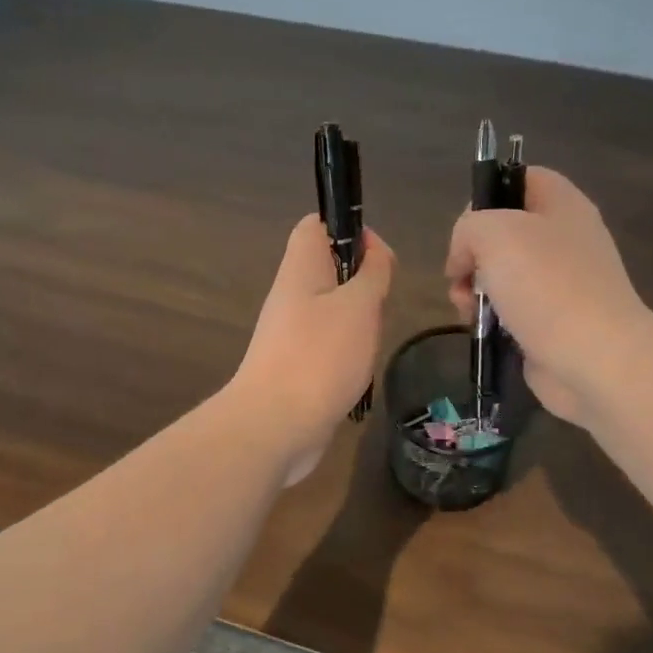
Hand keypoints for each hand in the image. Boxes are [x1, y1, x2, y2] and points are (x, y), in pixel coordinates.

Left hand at [229, 214, 394, 484]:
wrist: (274, 426)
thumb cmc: (320, 356)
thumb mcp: (359, 305)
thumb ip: (372, 273)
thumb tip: (374, 252)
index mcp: (300, 268)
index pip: (316, 226)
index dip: (349, 230)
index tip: (377, 261)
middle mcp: (290, 296)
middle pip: (330, 272)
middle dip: (363, 288)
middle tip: (376, 313)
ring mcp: (289, 335)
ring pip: (333, 314)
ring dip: (358, 328)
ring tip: (367, 348)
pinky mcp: (294, 368)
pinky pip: (327, 349)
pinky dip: (347, 359)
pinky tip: (355, 377)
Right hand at [445, 167, 650, 426]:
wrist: (593, 358)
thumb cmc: (546, 286)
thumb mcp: (494, 233)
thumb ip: (468, 228)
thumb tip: (465, 259)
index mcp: (561, 205)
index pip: (519, 178)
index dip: (486, 195)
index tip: (466, 228)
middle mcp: (564, 239)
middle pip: (503, 231)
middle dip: (471, 254)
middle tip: (460, 276)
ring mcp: (560, 283)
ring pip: (501, 275)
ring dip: (473, 290)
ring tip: (467, 310)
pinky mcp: (551, 322)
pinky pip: (510, 310)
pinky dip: (490, 319)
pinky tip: (483, 330)